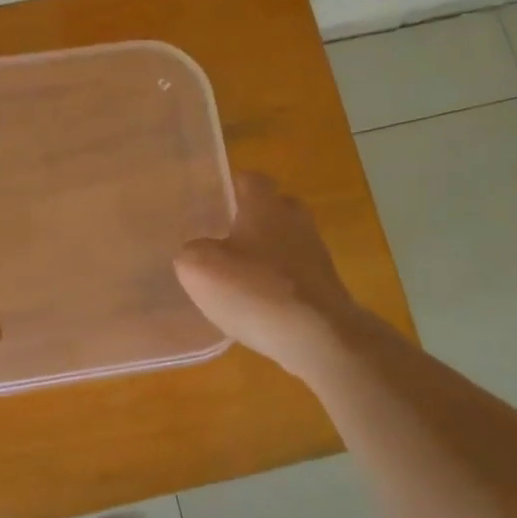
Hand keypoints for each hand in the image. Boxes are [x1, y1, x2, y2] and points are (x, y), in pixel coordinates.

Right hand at [174, 172, 375, 383]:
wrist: (319, 338)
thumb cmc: (256, 290)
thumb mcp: (199, 268)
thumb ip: (191, 252)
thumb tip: (197, 252)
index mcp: (265, 206)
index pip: (250, 179)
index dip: (230, 187)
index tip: (213, 201)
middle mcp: (295, 220)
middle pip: (273, 208)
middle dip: (251, 220)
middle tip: (224, 239)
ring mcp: (316, 254)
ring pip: (285, 242)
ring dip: (265, 254)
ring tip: (237, 277)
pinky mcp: (325, 286)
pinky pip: (294, 274)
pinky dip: (278, 283)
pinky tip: (258, 306)